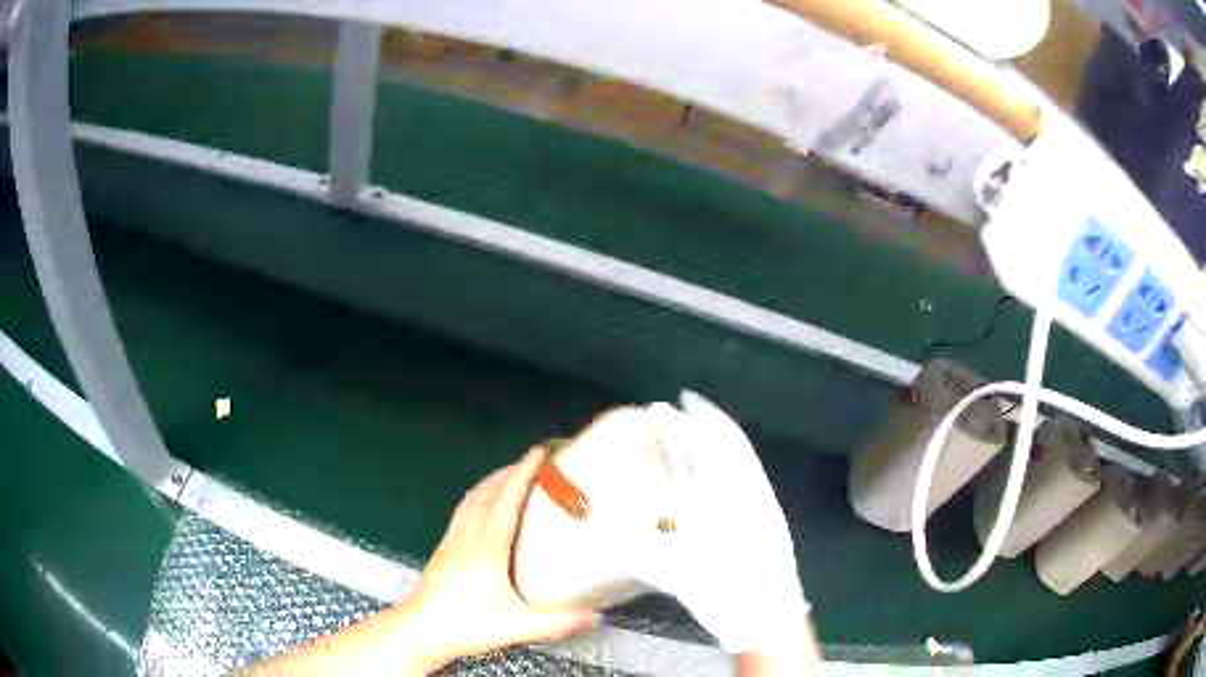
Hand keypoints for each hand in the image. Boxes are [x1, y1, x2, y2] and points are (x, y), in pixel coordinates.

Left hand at [402, 447, 597, 672]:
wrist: (419, 630)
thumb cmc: (464, 625)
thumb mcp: (514, 626)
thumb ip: (555, 622)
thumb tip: (595, 615)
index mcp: (486, 547)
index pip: (505, 499)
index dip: (522, 473)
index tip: (540, 452)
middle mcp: (467, 536)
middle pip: (487, 492)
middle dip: (510, 471)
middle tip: (534, 462)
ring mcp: (451, 541)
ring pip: (472, 499)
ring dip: (492, 482)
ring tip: (511, 477)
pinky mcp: (443, 551)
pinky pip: (463, 512)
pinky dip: (478, 498)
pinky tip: (483, 509)